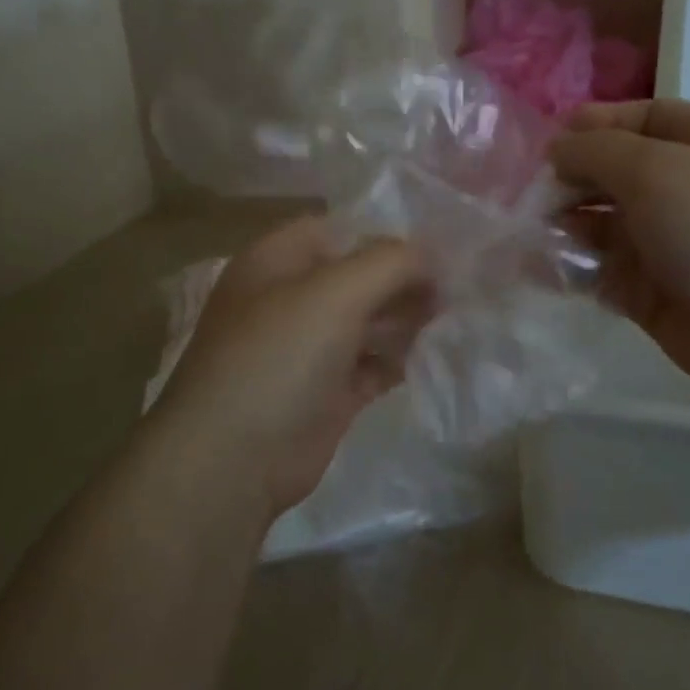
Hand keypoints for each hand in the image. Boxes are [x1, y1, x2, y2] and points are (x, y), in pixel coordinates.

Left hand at [153, 216, 431, 516]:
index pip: (340, 230)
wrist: (235, 459)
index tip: (438, 248)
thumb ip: (390, 262)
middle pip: (359, 276)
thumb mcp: (336, 292)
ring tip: (451, 319)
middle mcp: (291, 299)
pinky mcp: (327, 392)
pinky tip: (433, 355)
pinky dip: (400, 359)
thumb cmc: (279, 357)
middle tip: (455, 289)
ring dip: (407, 319)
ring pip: (368, 321)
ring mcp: (308, 348)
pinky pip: (372, 364)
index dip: (387, 235)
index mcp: (277, 261)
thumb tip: (430, 255)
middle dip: (405, 279)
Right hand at [550, 100, 689, 404]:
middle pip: (616, 173)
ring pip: (603, 225)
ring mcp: (671, 244)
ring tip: (526, 232)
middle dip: (571, 179)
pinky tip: (537, 268)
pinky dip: (569, 269)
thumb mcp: (658, 170)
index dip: (593, 126)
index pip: (642, 120)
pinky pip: (600, 272)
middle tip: (528, 196)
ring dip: (564, 225)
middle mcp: (688, 189)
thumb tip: (558, 149)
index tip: (546, 145)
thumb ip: (598, 152)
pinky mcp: (652, 293)